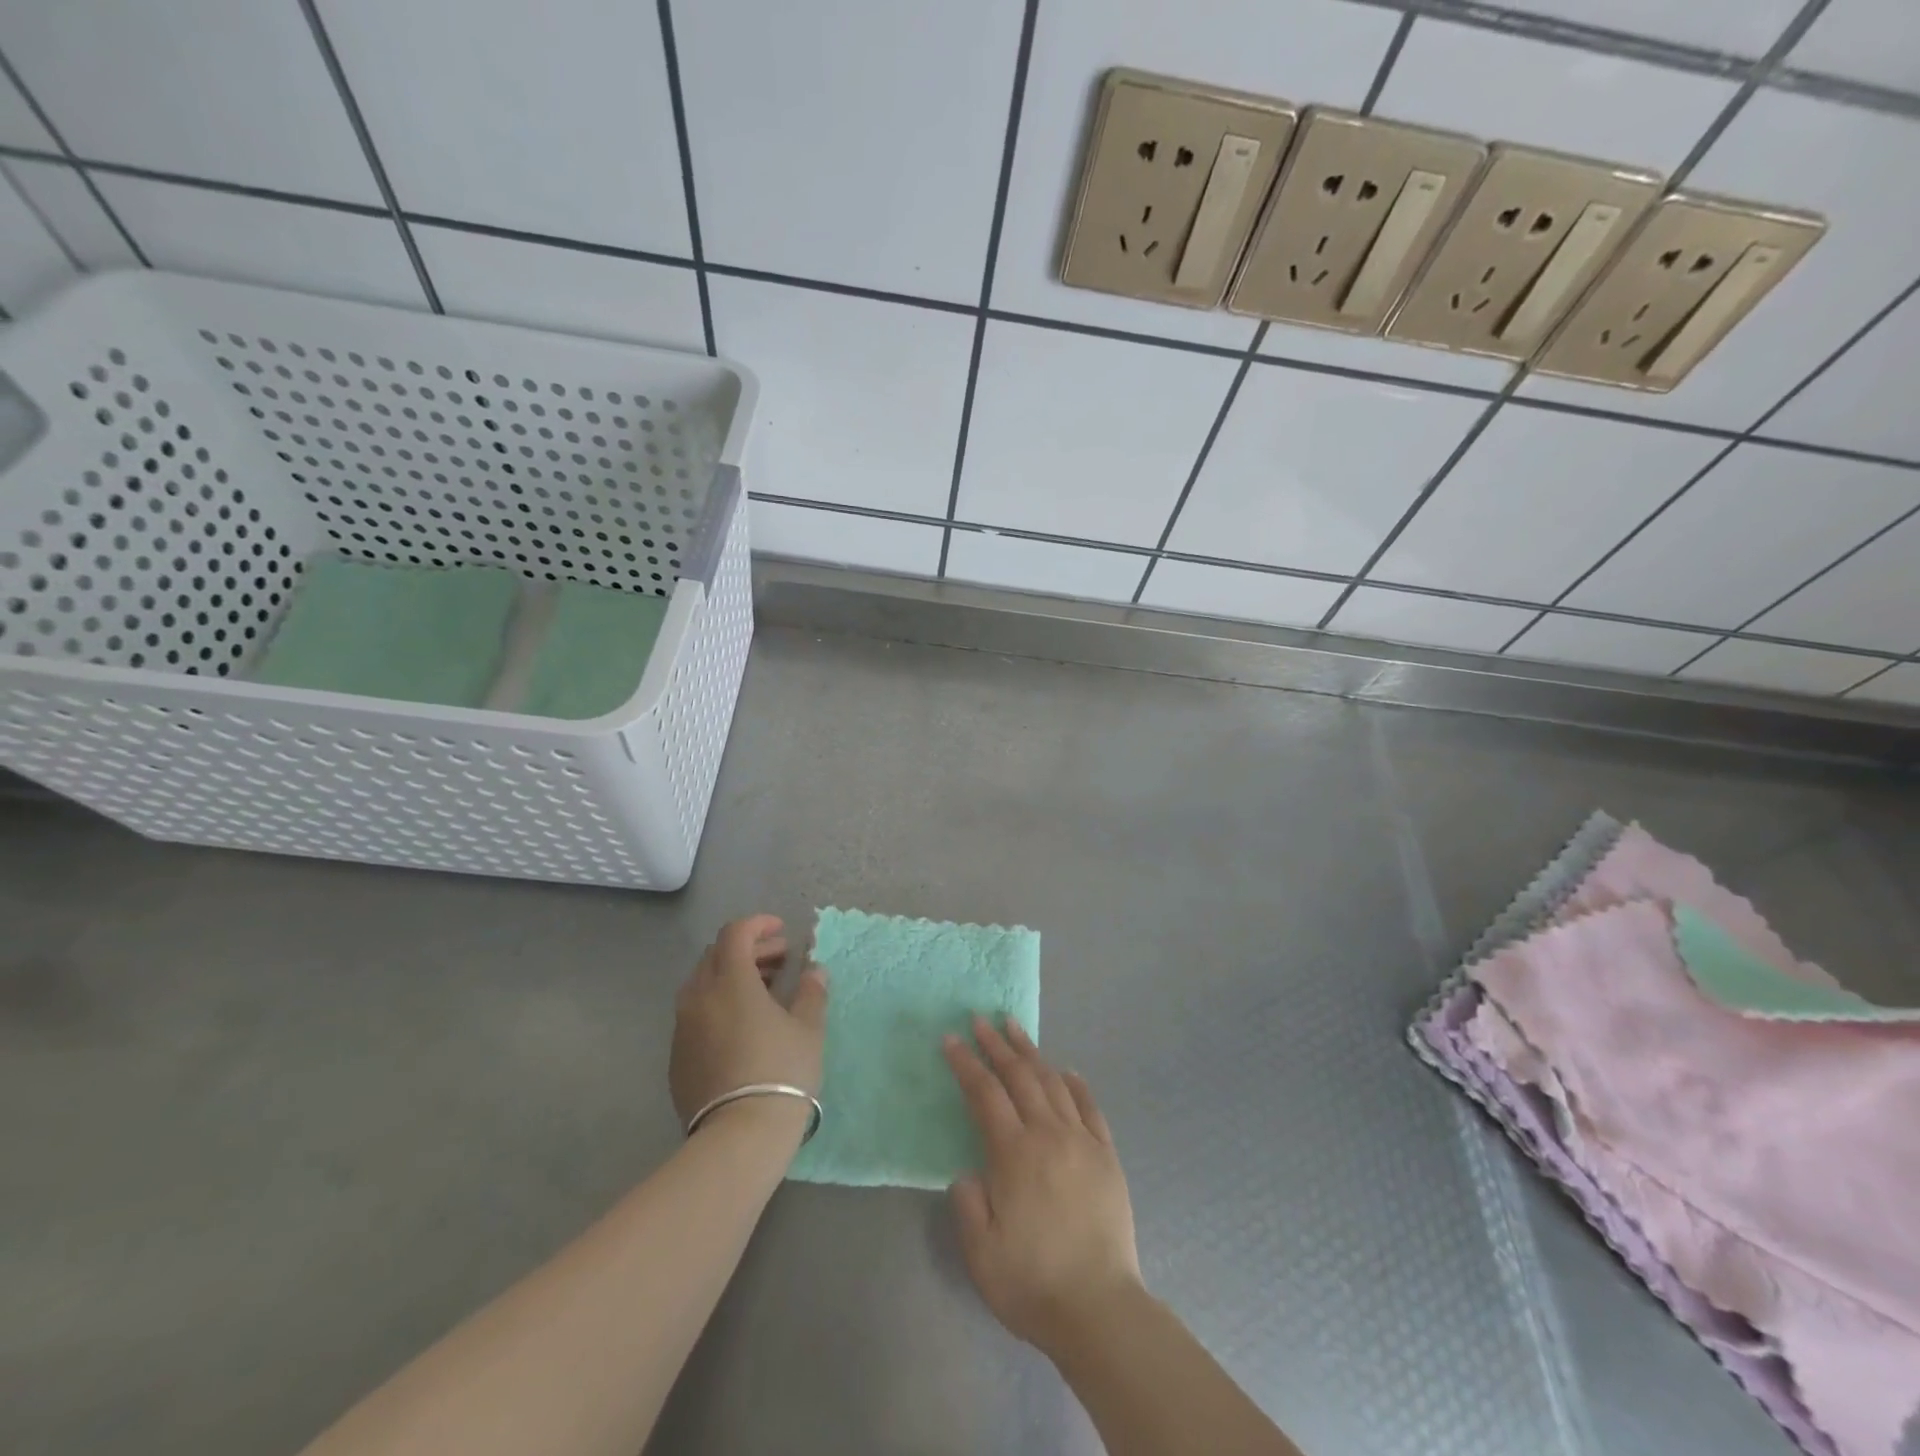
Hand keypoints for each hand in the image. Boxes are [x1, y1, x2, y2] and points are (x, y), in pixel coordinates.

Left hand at [670, 915, 827, 1137]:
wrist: (739, 1136)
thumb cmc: (781, 1071)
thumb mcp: (808, 1029)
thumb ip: (811, 992)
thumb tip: (814, 970)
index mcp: (731, 981)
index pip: (735, 933)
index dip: (758, 925)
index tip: (782, 932)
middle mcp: (699, 997)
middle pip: (717, 955)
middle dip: (748, 949)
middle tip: (779, 961)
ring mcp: (683, 1028)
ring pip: (702, 984)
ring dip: (732, 976)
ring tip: (763, 991)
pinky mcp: (676, 1057)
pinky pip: (695, 1014)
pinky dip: (718, 1004)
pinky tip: (741, 1026)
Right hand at [943, 1016, 1143, 1359]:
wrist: (1099, 1309)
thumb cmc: (1032, 1282)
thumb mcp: (980, 1251)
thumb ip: (967, 1202)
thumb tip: (969, 1172)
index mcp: (1014, 1153)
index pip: (985, 1093)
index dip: (966, 1063)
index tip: (951, 1039)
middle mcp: (1048, 1135)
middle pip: (1019, 1076)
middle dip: (996, 1044)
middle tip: (980, 1019)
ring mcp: (1082, 1141)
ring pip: (1053, 1082)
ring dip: (1032, 1052)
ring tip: (1015, 1029)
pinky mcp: (1106, 1156)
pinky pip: (1090, 1107)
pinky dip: (1075, 1083)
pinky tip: (1066, 1070)